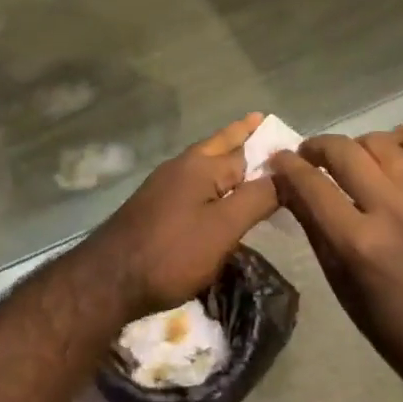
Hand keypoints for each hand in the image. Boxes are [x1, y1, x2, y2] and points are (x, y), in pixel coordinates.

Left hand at [83, 113, 280, 317]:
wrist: (109, 278)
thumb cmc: (172, 252)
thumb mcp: (223, 228)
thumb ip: (256, 198)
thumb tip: (287, 171)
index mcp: (201, 165)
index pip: (245, 148)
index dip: (268, 143)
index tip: (293, 138)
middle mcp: (182, 166)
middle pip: (219, 145)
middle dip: (241, 136)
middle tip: (263, 122)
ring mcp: (165, 185)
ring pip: (205, 163)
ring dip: (227, 157)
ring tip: (248, 157)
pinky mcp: (156, 205)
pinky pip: (194, 182)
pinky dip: (213, 179)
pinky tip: (218, 192)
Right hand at [270, 125, 402, 383]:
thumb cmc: (393, 328)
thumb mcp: (341, 285)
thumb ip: (316, 230)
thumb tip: (290, 190)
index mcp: (358, 242)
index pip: (310, 184)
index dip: (286, 165)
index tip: (277, 158)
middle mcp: (391, 210)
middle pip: (343, 152)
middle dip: (316, 146)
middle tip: (308, 156)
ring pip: (383, 143)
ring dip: (358, 144)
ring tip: (352, 156)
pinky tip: (398, 143)